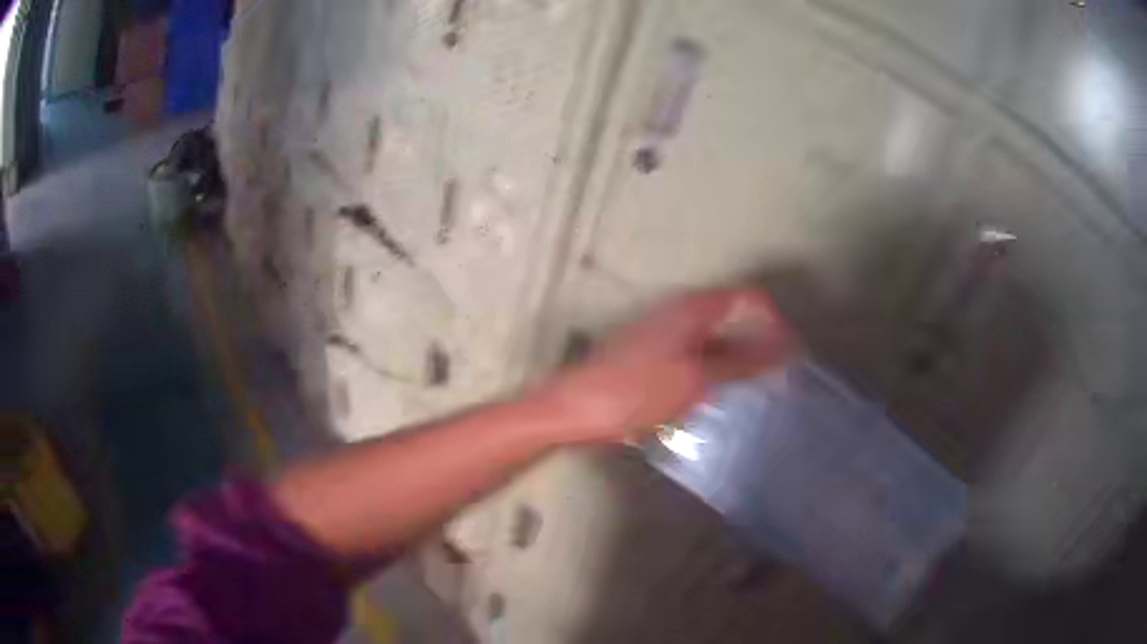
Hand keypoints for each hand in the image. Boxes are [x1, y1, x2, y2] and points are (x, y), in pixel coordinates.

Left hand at [539, 288, 796, 442]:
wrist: (576, 409)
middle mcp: (679, 312)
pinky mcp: (651, 355)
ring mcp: (663, 333)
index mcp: (692, 309)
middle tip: (779, 375)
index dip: (774, 320)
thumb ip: (742, 361)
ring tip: (757, 389)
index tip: (790, 352)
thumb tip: (785, 348)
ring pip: (714, 338)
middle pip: (731, 317)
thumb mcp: (697, 379)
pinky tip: (720, 395)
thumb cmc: (637, 392)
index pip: (747, 298)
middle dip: (759, 342)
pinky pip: (696, 355)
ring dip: (738, 359)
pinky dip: (715, 370)